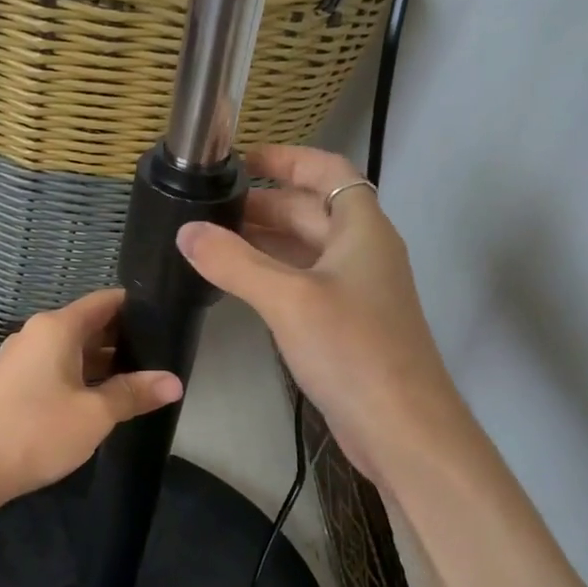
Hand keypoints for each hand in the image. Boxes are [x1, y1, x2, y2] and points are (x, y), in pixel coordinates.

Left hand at [0, 288, 183, 502]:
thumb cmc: (34, 432)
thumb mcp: (94, 414)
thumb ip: (134, 393)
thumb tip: (174, 381)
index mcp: (56, 328)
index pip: (105, 302)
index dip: (137, 307)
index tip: (168, 320)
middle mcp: (36, 334)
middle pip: (89, 326)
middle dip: (124, 341)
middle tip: (163, 358)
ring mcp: (19, 360)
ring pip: (72, 351)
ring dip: (103, 364)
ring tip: (139, 382)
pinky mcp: (10, 385)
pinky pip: (54, 370)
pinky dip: (80, 378)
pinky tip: (99, 401)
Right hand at [176, 145, 459, 489]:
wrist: (402, 427)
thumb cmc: (353, 350)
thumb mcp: (289, 299)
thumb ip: (235, 262)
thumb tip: (186, 231)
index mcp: (362, 229)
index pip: (329, 171)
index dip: (289, 159)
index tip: (243, 159)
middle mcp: (362, 252)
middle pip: (312, 210)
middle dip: (264, 203)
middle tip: (210, 207)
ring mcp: (354, 291)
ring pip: (305, 249)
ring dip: (264, 240)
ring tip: (212, 239)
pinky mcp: (343, 325)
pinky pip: (302, 283)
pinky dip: (270, 274)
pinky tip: (237, 283)